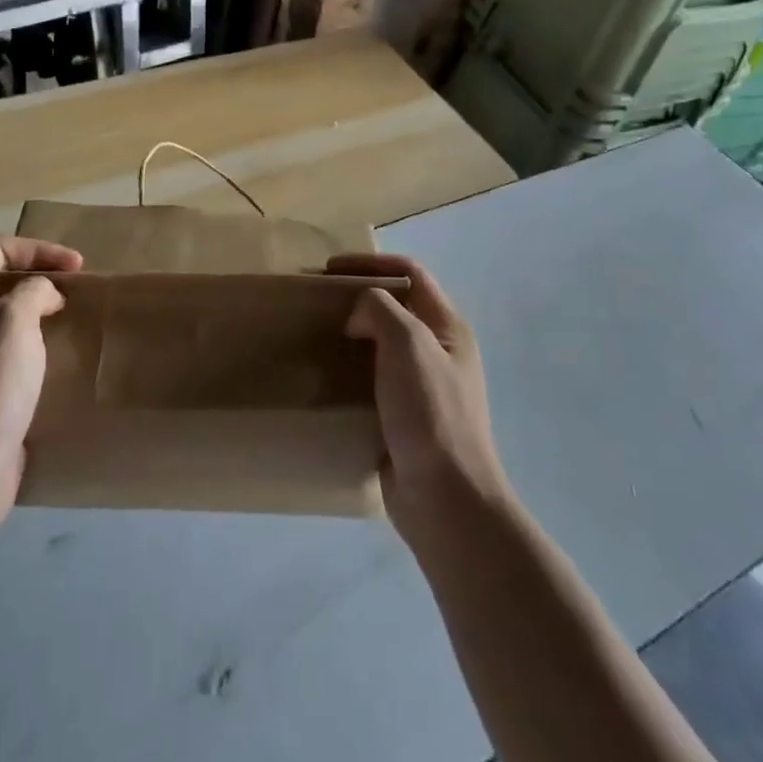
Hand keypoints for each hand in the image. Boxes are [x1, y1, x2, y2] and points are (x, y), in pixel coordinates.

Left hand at [0, 236, 82, 512]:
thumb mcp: (14, 320)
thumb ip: (32, 292)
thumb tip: (44, 296)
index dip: (38, 249)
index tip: (75, 268)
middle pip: (2, 282)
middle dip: (42, 279)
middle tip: (77, 293)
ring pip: (10, 320)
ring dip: (43, 314)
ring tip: (74, 324)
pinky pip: (15, 355)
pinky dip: (39, 349)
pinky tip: (60, 364)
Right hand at [331, 253, 513, 545]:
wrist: (445, 499)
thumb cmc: (430, 411)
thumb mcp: (407, 342)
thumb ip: (379, 309)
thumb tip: (359, 317)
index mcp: (448, 327)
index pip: (411, 273)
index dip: (371, 262)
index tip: (329, 270)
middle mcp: (438, 352)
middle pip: (395, 307)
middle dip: (357, 297)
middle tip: (318, 303)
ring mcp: (422, 386)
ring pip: (381, 345)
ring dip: (350, 335)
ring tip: (315, 337)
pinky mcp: (402, 417)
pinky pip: (372, 380)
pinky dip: (349, 371)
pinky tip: (324, 379)